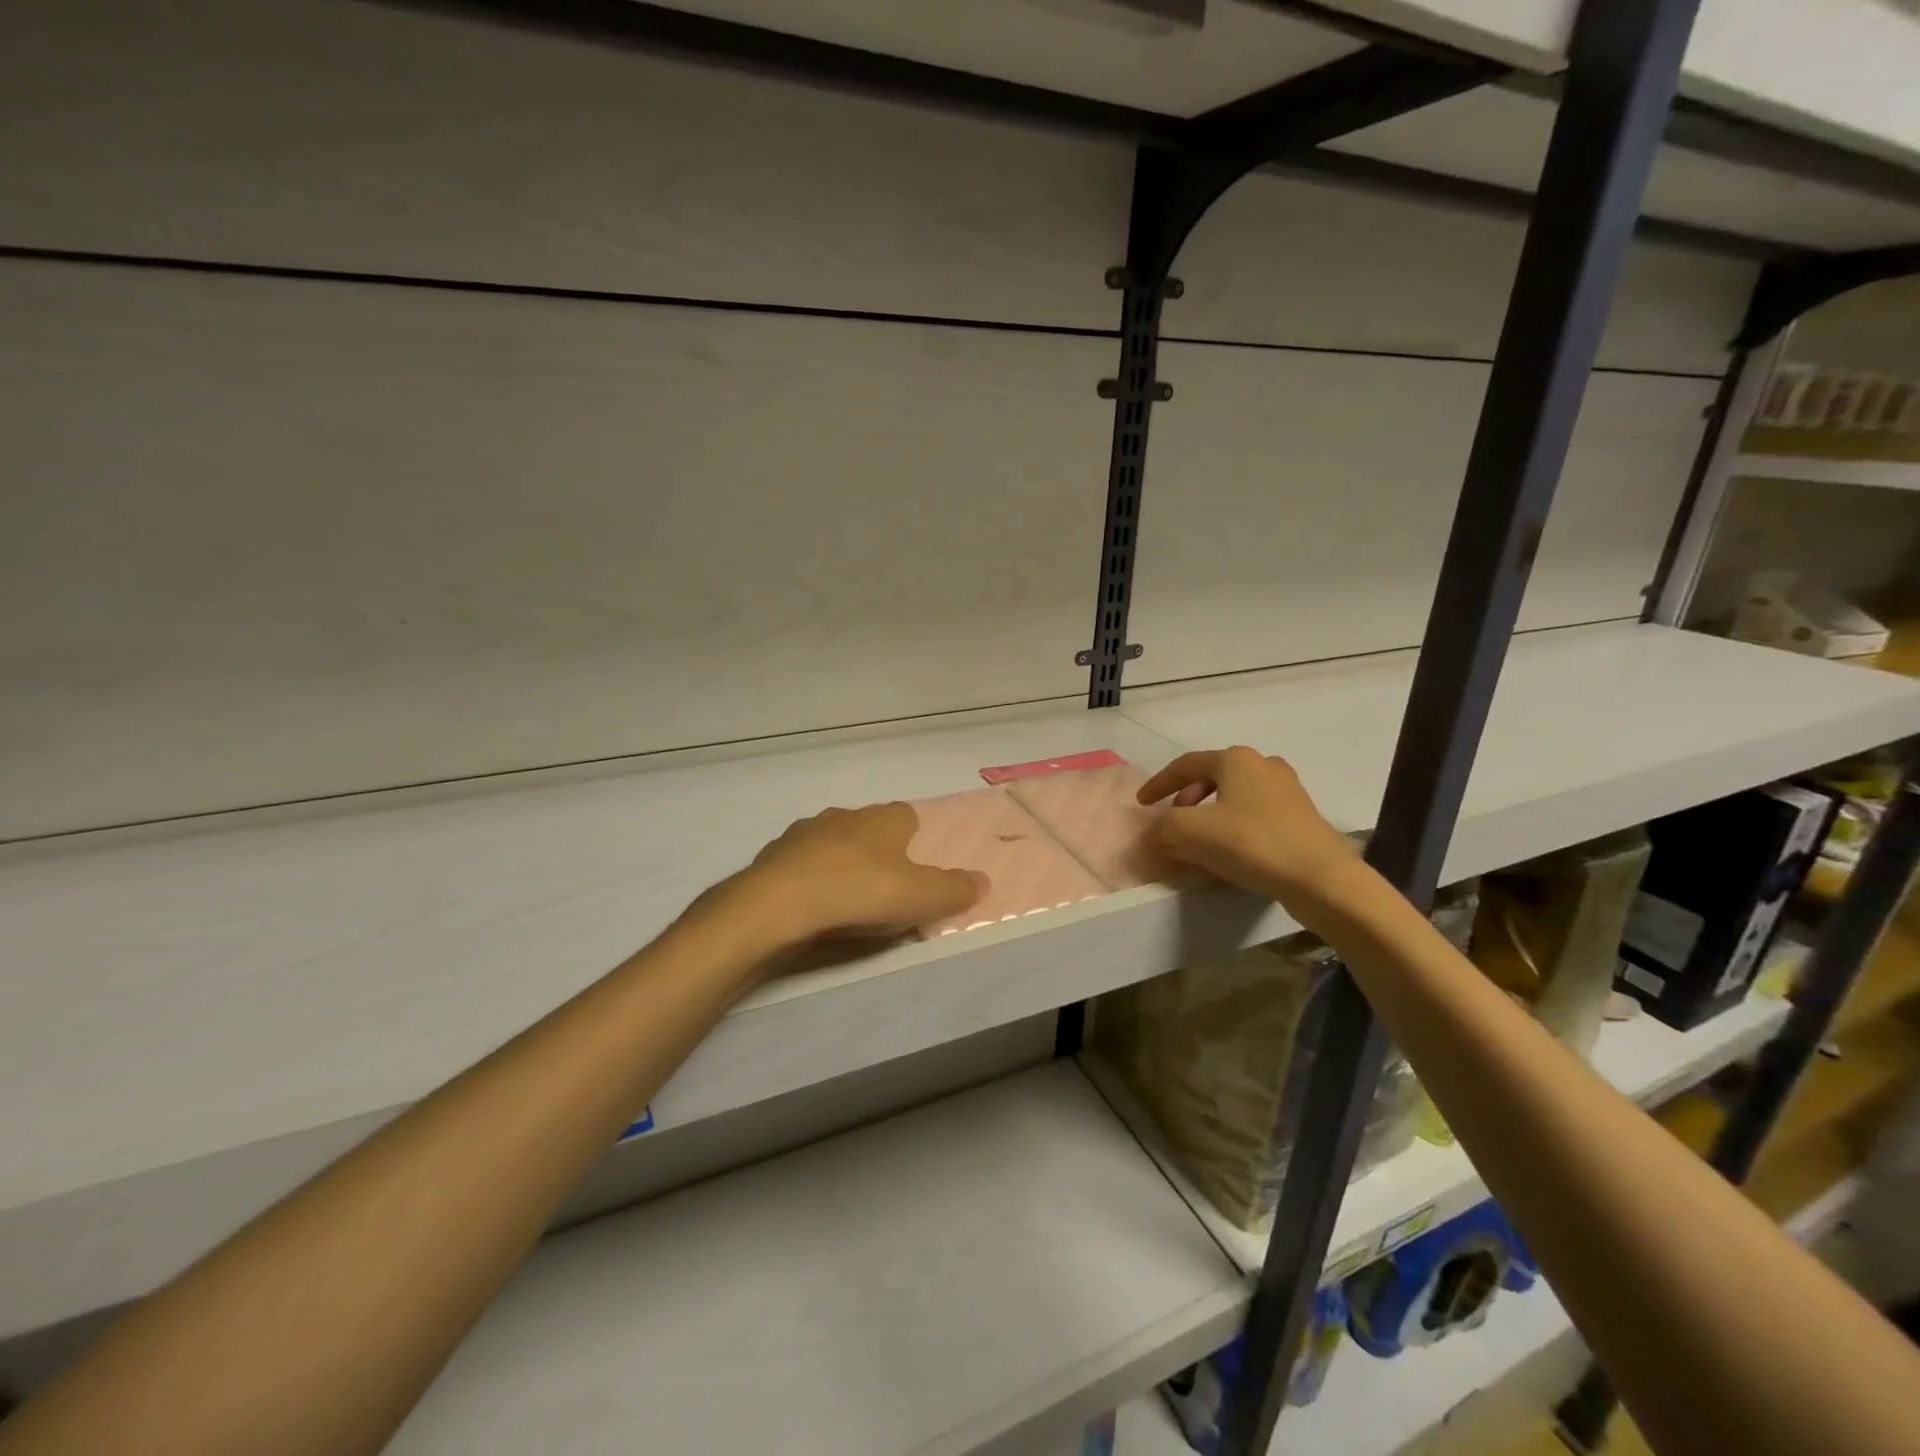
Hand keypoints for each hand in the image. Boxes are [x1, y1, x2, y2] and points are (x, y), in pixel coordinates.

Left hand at [732, 802, 985, 945]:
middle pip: (869, 828)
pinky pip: (801, 865)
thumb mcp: (921, 897)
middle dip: (878, 852)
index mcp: (883, 819)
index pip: (908, 816)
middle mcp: (845, 816)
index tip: (918, 868)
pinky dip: (809, 879)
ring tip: (847, 901)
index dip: (916, 839)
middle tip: (886, 888)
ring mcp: (805, 833)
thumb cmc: (860, 892)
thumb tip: (984, 880)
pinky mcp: (774, 856)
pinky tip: (812, 906)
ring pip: (832, 843)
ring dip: (841, 864)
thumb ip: (956, 889)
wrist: (778, 904)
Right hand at [1136, 747, 1355, 904]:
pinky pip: (1254, 812)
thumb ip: (1163, 827)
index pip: (1185, 765)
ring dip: (1210, 812)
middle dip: (1185, 799)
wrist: (1320, 878)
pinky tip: (1229, 848)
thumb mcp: (1192, 832)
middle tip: (1172, 822)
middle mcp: (1263, 764)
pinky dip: (1233, 824)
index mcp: (1235, 759)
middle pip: (1211, 777)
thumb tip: (1153, 832)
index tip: (1141, 804)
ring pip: (1234, 795)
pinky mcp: (1301, 815)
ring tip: (1199, 837)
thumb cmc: (1251, 843)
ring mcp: (1287, 789)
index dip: (1158, 784)